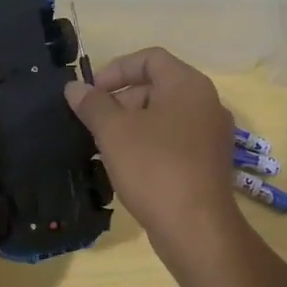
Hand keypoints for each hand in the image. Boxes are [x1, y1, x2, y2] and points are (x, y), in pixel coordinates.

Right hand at [65, 48, 243, 256]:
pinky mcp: (208, 162)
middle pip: (157, 86)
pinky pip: (174, 140)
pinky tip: (127, 166)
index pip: (150, 58)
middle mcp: (206, 103)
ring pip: (164, 116)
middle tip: (94, 124)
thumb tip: (74, 87)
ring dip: (132, 124)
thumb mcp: (114, 132)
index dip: (116, 69)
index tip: (90, 94)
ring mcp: (211, 134)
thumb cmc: (154, 168)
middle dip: (121, 100)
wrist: (196, 228)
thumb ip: (93, 105)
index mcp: (189, 85)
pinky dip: (149, 144)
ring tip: (105, 146)